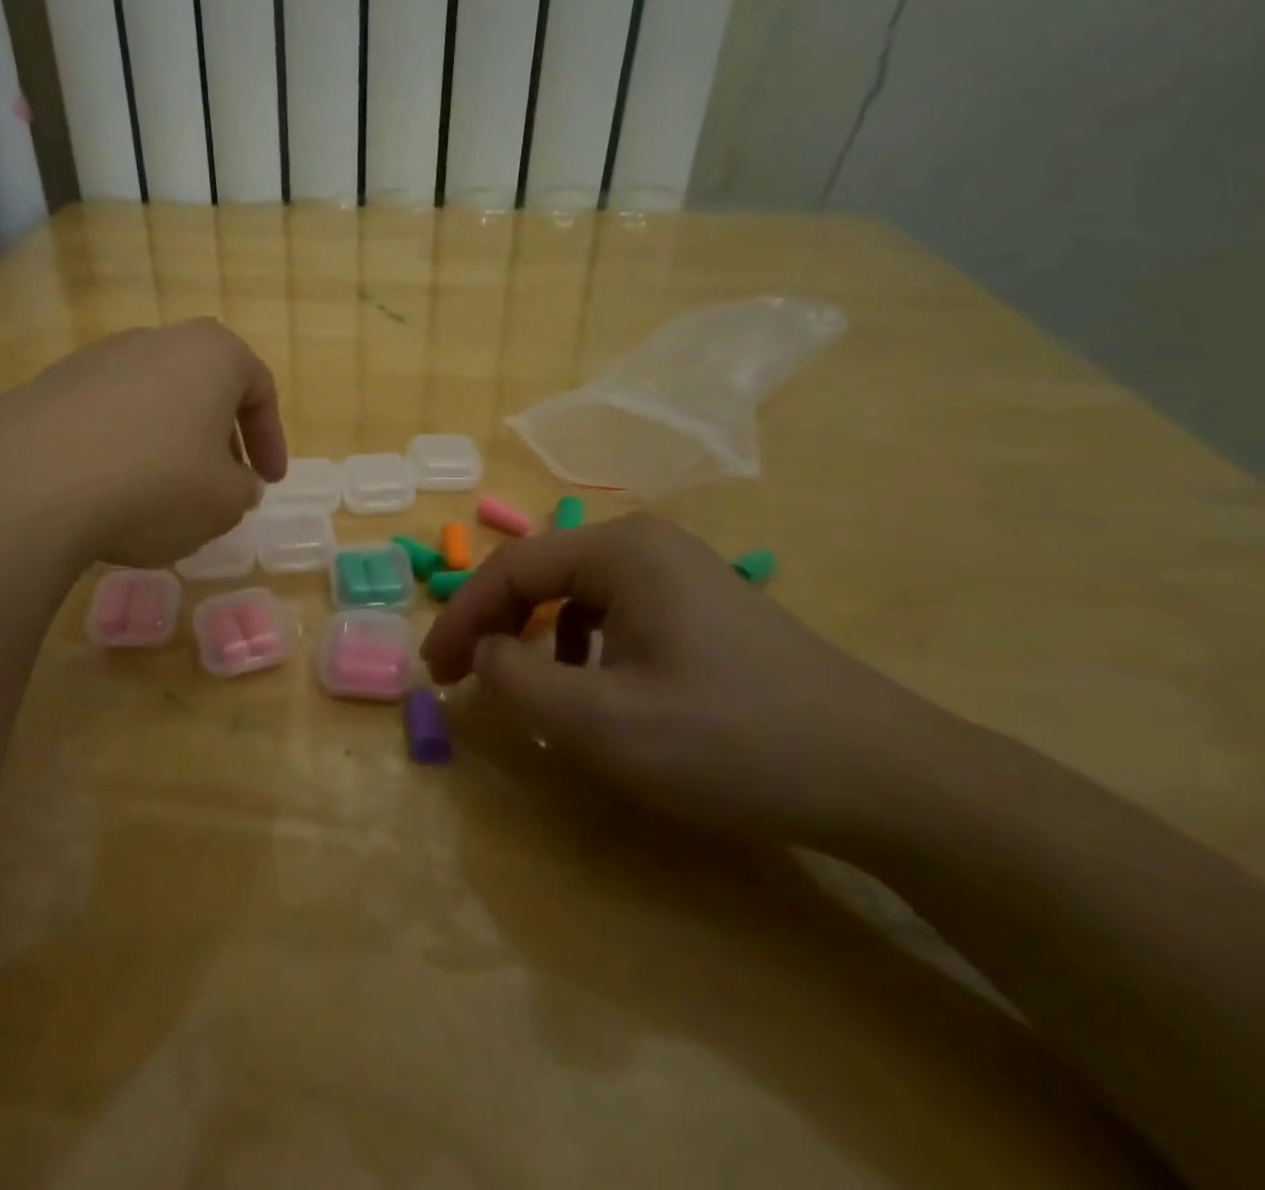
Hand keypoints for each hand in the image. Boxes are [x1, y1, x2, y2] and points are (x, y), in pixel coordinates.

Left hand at [0, 319, 286, 569]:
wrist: (31, 483)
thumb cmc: (157, 483)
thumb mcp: (226, 501)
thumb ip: (243, 489)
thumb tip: (234, 483)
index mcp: (211, 353)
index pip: (260, 388)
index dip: (271, 440)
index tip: (268, 481)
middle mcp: (155, 341)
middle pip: (202, 390)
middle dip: (217, 440)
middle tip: (220, 486)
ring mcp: (96, 359)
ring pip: (152, 403)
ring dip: (167, 445)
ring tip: (161, 496)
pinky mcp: (48, 387)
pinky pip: (105, 419)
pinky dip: (120, 450)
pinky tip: (109, 493)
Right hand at [421, 513, 958, 846]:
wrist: (886, 776)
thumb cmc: (730, 740)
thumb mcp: (601, 723)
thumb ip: (515, 682)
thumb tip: (484, 653)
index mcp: (620, 550)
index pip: (510, 569)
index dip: (461, 619)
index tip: (434, 673)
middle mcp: (648, 544)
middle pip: (542, 575)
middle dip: (496, 626)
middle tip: (465, 679)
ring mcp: (683, 572)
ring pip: (578, 596)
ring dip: (538, 639)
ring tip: (531, 691)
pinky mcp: (705, 607)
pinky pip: (617, 614)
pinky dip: (583, 649)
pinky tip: (599, 690)